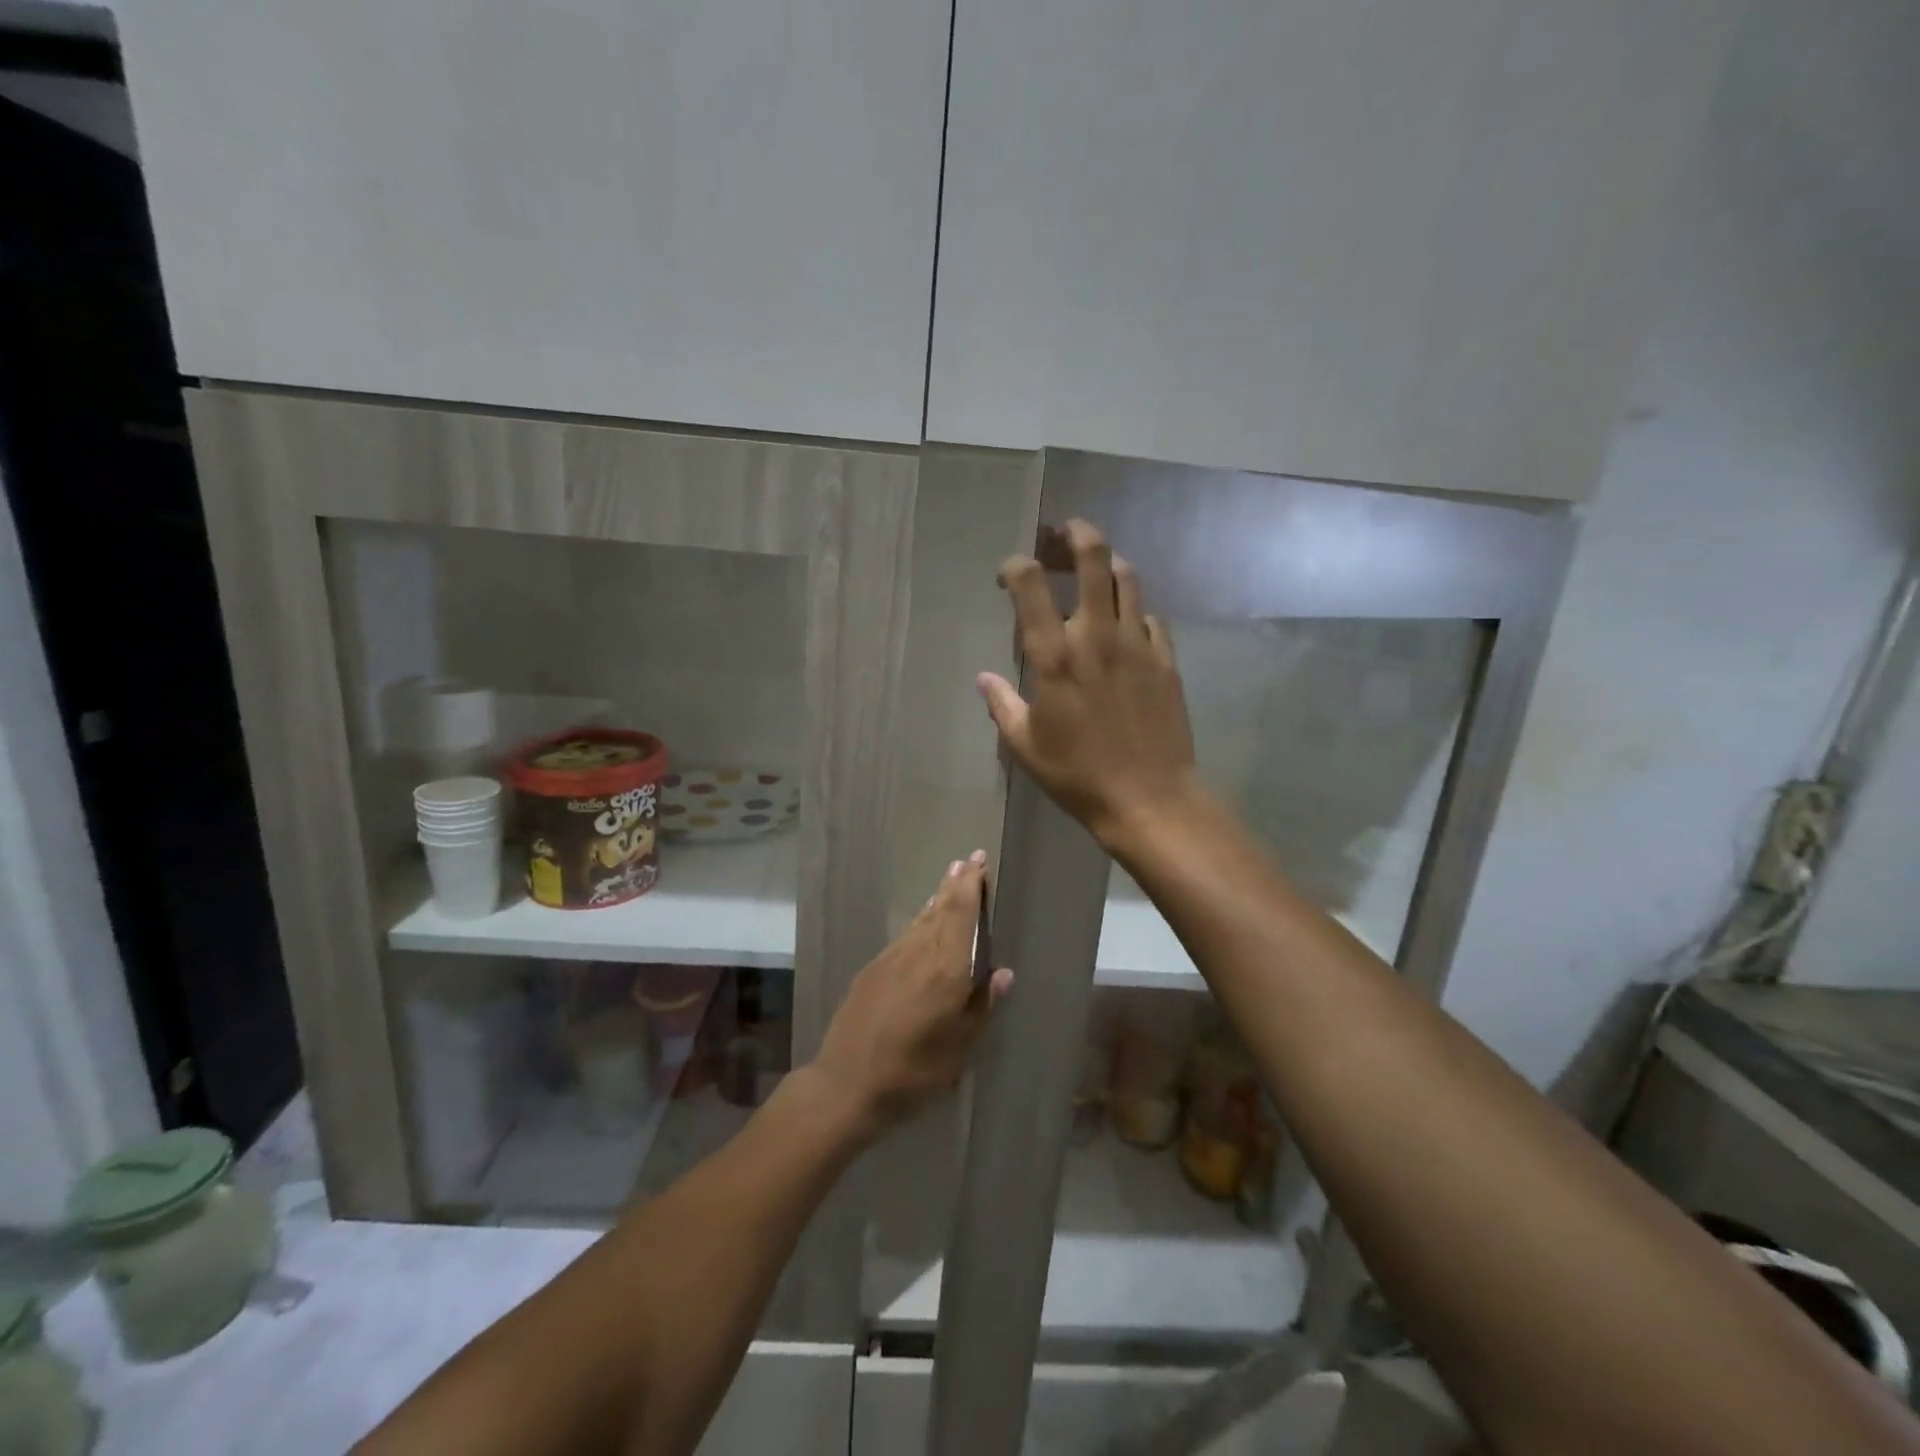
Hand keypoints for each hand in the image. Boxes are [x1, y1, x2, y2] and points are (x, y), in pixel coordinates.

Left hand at [811, 851, 1012, 1140]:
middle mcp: (918, 953)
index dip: (971, 885)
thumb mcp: (960, 1048)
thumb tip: (1004, 972)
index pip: (960, 914)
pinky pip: (905, 934)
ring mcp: (892, 958)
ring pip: (921, 918)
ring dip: (938, 897)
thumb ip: (982, 1006)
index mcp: (946, 970)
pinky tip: (923, 920)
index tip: (979, 861)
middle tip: (969, 860)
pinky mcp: (873, 969)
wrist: (846, 1085)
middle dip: (957, 883)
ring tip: (950, 880)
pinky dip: (920, 919)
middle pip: (941, 908)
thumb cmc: (914, 1072)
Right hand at [977, 519, 1200, 849]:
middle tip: (1059, 535)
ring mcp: (1138, 643)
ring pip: (1127, 577)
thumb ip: (1002, 704)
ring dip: (1107, 562)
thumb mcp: (1026, 746)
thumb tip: (984, 678)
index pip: (1030, 583)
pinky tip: (1125, 625)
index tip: (1006, 576)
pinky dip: (1133, 610)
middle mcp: (1097, 636)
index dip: (1014, 566)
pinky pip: (1151, 616)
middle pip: (1092, 556)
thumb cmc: (1078, 775)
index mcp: (1055, 656)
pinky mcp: (1166, 659)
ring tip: (1092, 569)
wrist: (1150, 799)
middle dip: (1073, 534)